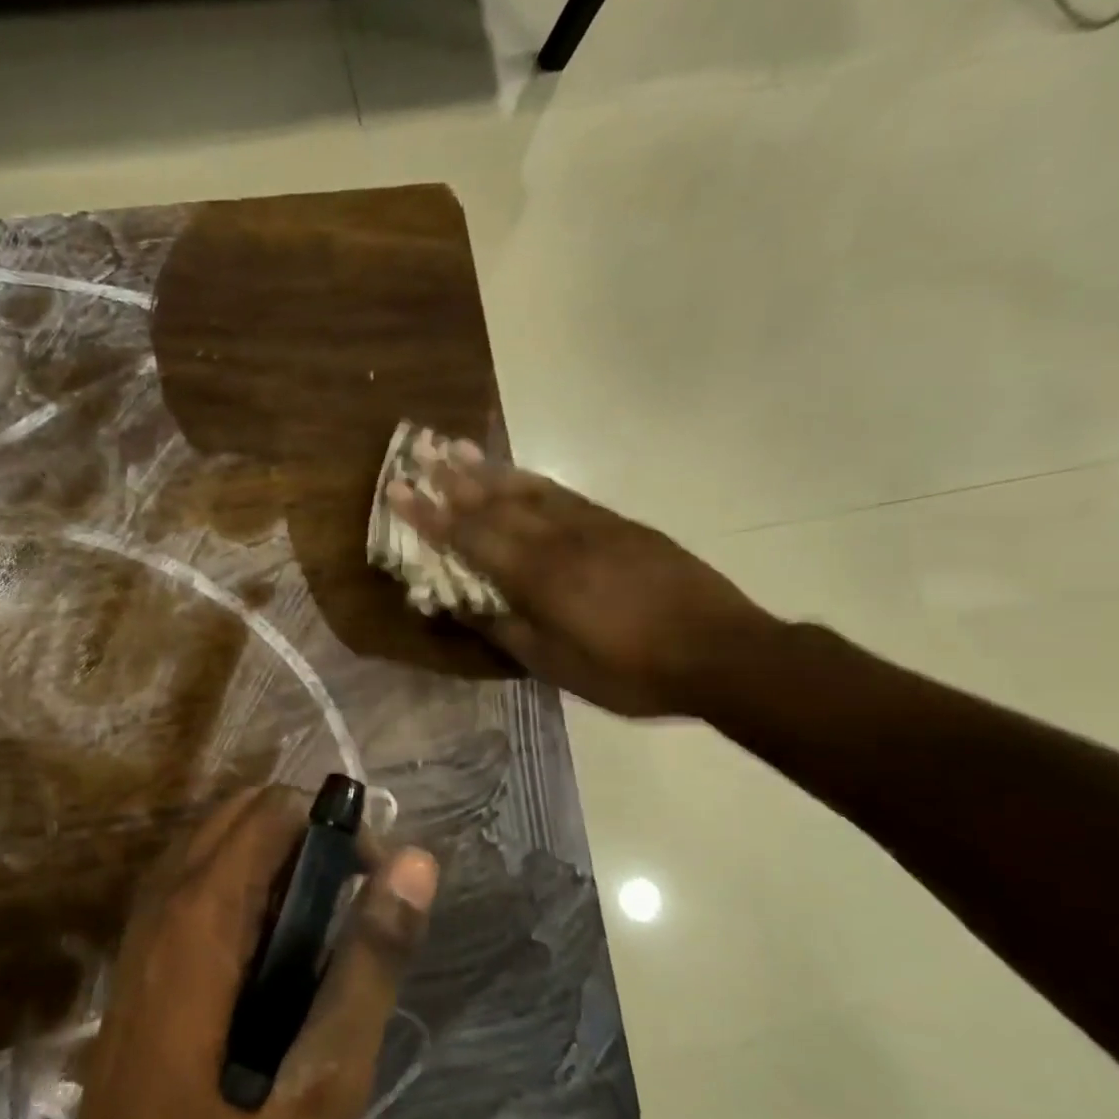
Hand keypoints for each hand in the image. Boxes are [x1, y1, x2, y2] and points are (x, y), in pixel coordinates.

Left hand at [53, 786, 438, 1118]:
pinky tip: (267, 946)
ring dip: (275, 854)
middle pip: (245, 808)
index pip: (275, 808)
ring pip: (219, 833)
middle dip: (307, 834)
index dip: (336, 829)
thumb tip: (414, 863)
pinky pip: (197, 868)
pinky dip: (242, 875)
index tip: (372, 885)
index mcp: (206, 908)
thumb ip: (372, 961)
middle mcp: (167, 891)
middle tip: (347, 906)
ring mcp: (144, 912)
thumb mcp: (326, 1073)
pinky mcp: (139, 938)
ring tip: (315, 928)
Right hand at [386, 444, 775, 716]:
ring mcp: (592, 526)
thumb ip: (506, 630)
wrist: (720, 651)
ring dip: (491, 470)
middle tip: (421, 452)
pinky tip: (522, 476)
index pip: (470, 537)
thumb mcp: (556, 665)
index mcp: (536, 576)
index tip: (398, 490)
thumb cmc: (628, 669)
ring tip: (460, 449)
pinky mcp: (620, 525)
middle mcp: (557, 540)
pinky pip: (565, 494)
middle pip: (496, 502)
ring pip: (530, 490)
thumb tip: (463, 606)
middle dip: (453, 479)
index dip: (430, 515)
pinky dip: (534, 481)